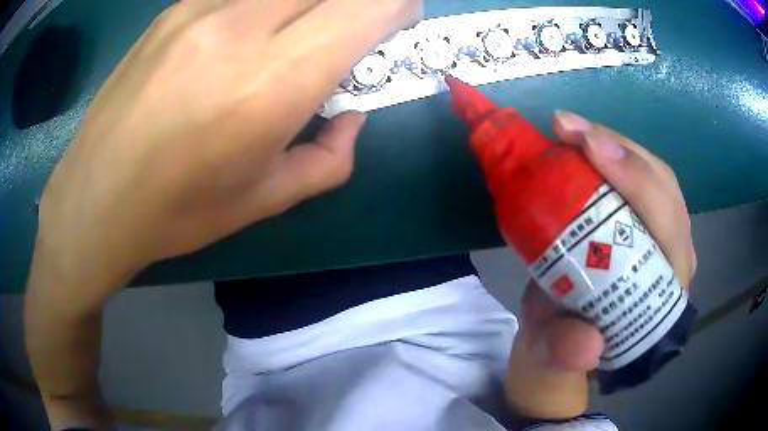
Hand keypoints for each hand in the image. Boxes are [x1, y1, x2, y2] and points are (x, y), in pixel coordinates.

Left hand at [36, 0, 421, 287]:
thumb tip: (350, 115)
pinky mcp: (175, 9)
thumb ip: (330, 157)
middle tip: (348, 32)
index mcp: (273, 80)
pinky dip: (263, 5)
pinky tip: (241, 37)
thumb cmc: (177, 211)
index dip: (398, 6)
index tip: (397, 22)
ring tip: (288, 39)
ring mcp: (201, 8)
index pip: (368, 5)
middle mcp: (241, 25)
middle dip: (357, 2)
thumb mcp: (266, 199)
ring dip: (307, 4)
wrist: (94, 199)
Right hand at [504, 111, 696, 418]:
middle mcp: (672, 258)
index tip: (589, 148)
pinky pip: (636, 174)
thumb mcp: (553, 358)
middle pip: (663, 188)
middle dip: (621, 150)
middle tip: (568, 128)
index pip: (667, 227)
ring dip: (613, 143)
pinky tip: (581, 142)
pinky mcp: (644, 220)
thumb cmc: (561, 347)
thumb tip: (586, 345)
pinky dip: (609, 151)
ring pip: (653, 173)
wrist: (562, 339)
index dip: (637, 183)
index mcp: (662, 294)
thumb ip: (565, 355)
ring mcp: (661, 234)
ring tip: (570, 128)